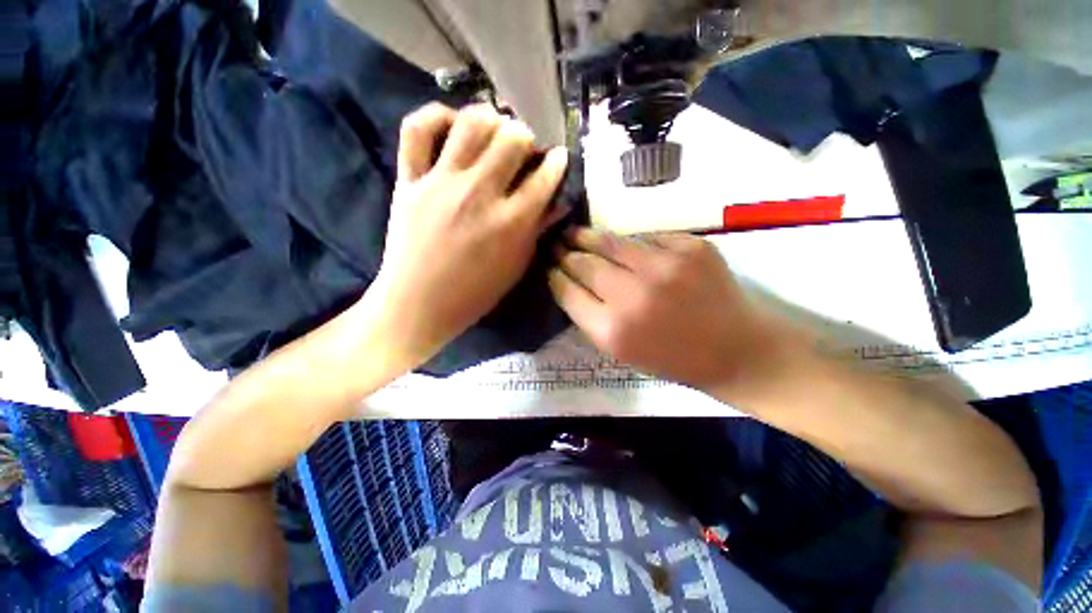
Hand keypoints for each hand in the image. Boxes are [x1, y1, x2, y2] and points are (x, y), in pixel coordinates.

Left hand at [366, 103, 568, 368]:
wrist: (418, 304)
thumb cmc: (474, 293)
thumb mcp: (516, 267)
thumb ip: (538, 231)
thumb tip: (558, 202)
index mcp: (510, 222)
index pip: (544, 176)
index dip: (557, 162)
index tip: (558, 159)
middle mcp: (479, 194)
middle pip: (512, 139)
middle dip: (527, 138)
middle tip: (524, 149)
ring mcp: (441, 182)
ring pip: (471, 123)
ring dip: (490, 120)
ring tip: (493, 132)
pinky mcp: (409, 179)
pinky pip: (417, 128)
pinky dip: (436, 116)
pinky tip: (452, 126)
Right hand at [549, 228, 796, 392]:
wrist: (736, 349)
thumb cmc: (673, 358)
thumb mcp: (621, 352)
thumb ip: (591, 318)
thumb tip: (569, 283)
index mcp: (612, 330)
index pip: (567, 292)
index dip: (554, 277)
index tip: (549, 268)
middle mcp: (633, 295)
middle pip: (584, 263)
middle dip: (565, 254)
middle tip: (557, 246)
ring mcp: (664, 266)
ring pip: (611, 242)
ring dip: (588, 237)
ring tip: (576, 233)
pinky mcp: (690, 247)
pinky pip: (646, 238)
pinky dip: (632, 244)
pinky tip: (627, 248)